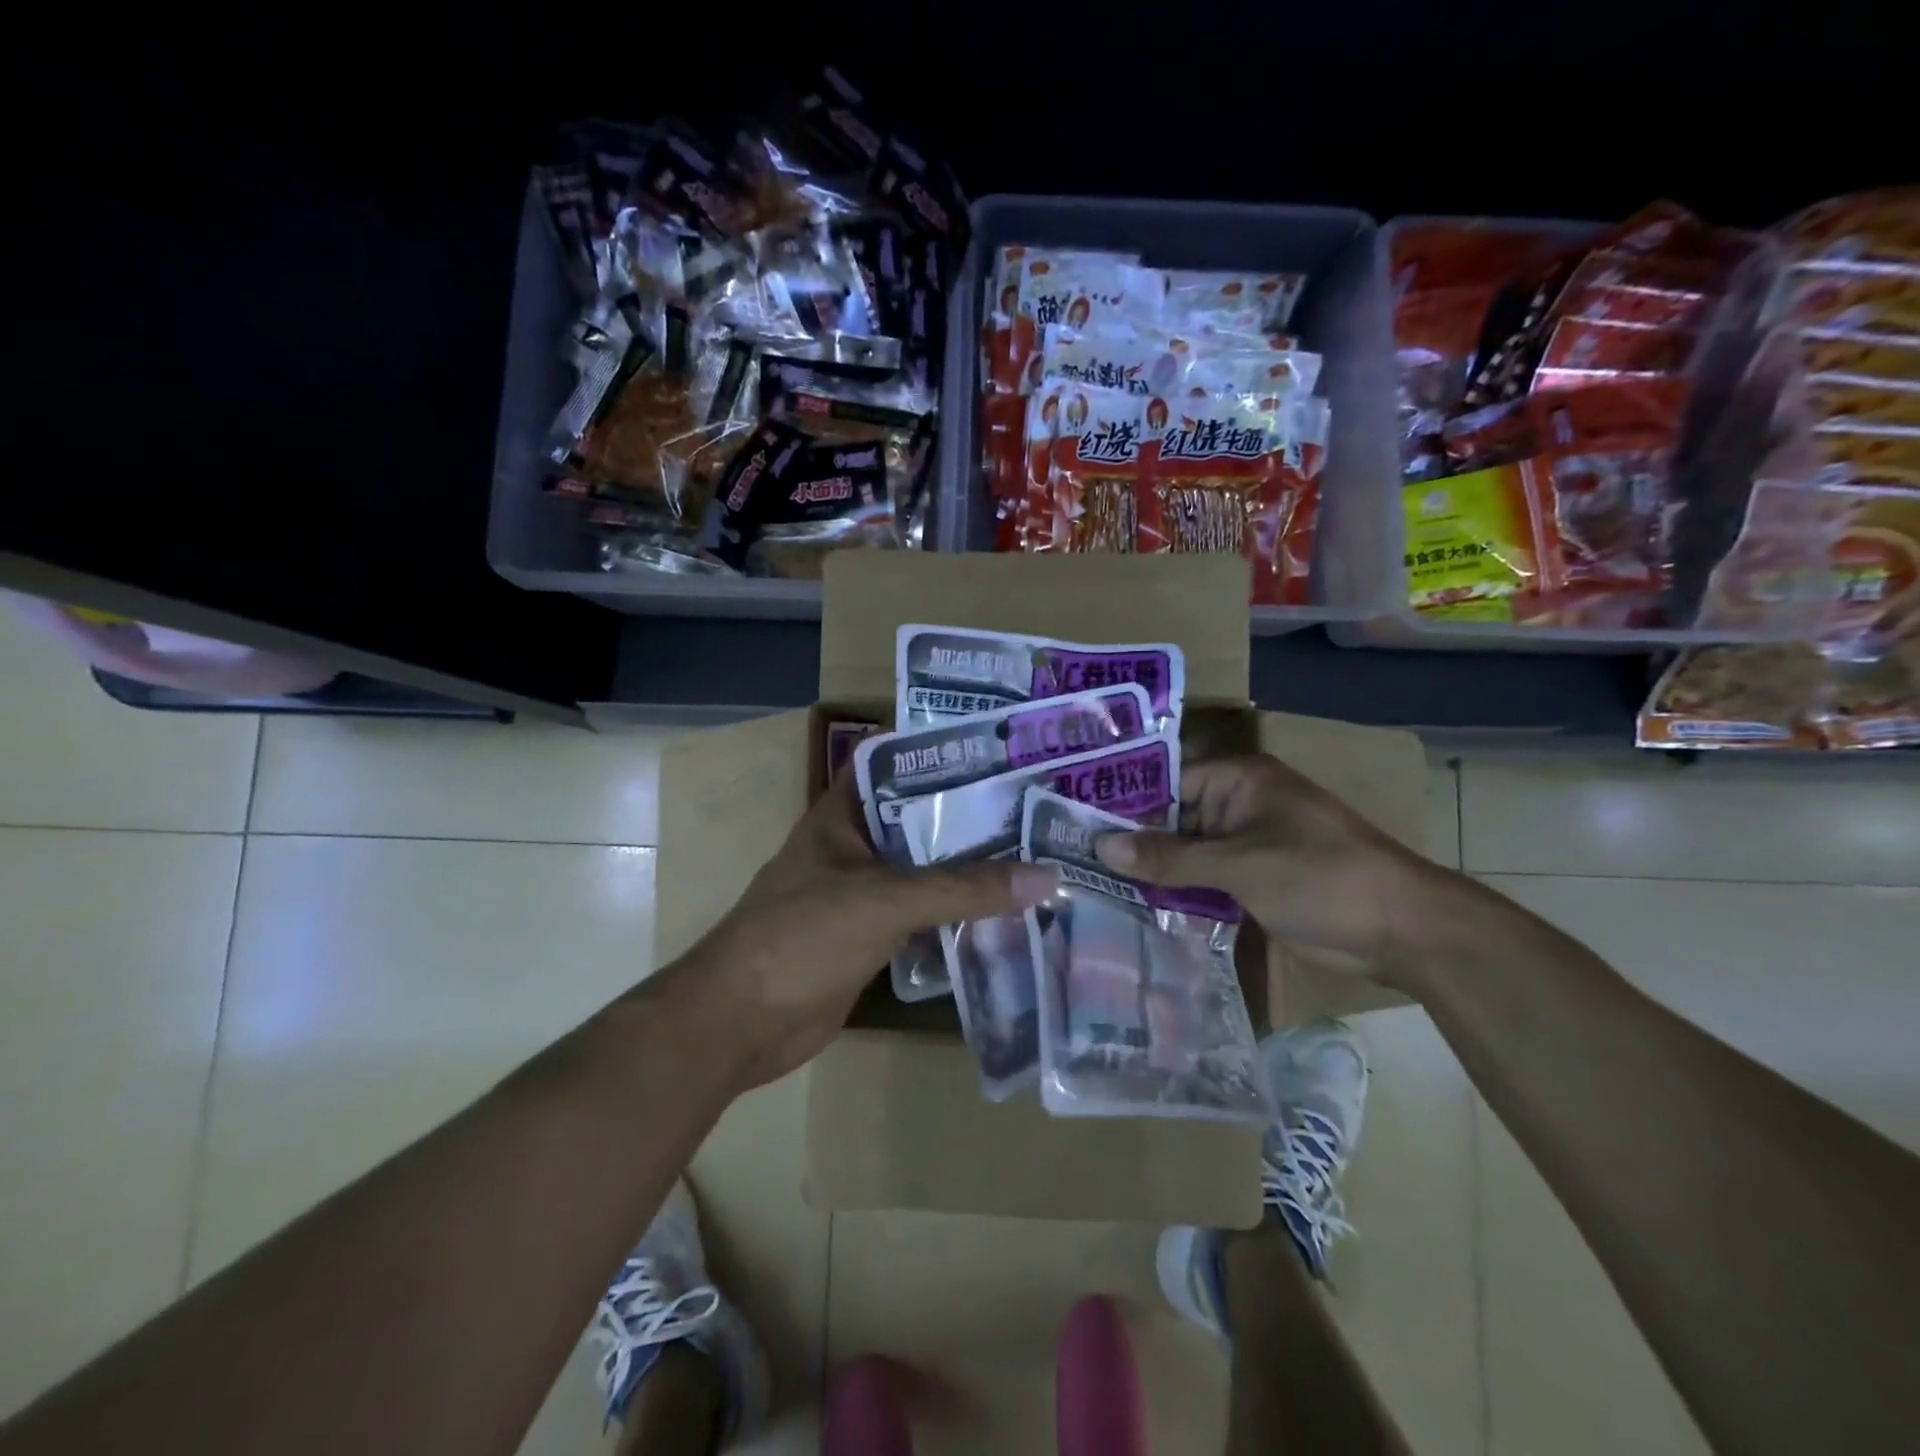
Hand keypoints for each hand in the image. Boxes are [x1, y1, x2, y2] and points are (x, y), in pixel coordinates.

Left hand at [681, 773, 1056, 1086]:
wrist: (740, 1023)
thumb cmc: (802, 937)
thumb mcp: (884, 900)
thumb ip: (963, 888)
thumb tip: (1047, 876)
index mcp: (845, 814)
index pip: (899, 763)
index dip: (945, 752)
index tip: (1003, 752)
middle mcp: (855, 846)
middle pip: (922, 820)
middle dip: (973, 816)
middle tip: (1040, 807)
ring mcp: (862, 893)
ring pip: (927, 871)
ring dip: (971, 869)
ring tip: (1038, 854)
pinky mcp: (872, 937)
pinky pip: (925, 916)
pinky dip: (959, 915)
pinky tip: (1008, 913)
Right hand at [1092, 754, 1446, 970]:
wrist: (1400, 930)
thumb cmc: (1319, 876)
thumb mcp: (1238, 864)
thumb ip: (1169, 856)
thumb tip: (1100, 847)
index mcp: (1239, 780)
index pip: (1166, 780)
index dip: (1124, 800)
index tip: (1076, 821)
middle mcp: (1238, 805)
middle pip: (1173, 817)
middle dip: (1133, 839)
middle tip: (1073, 857)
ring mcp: (1247, 845)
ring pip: (1187, 851)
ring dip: (1154, 868)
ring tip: (1092, 882)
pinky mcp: (1254, 880)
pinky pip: (1205, 878)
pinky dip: (1179, 890)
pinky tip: (1136, 906)